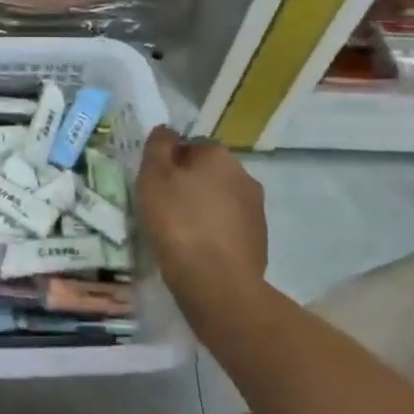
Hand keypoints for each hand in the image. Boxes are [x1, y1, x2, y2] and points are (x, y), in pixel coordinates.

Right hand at [137, 126, 269, 330]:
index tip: (154, 184)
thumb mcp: (153, 176)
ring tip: (179, 232)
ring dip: (202, 209)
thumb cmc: (178, 222)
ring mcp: (256, 210)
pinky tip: (197, 250)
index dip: (170, 162)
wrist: (217, 283)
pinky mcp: (260, 241)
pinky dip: (214, 233)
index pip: (191, 145)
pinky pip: (229, 227)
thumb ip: (158, 146)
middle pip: (208, 172)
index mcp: (220, 155)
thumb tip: (167, 131)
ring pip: (220, 200)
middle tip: (163, 207)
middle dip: (188, 184)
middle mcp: (245, 176)